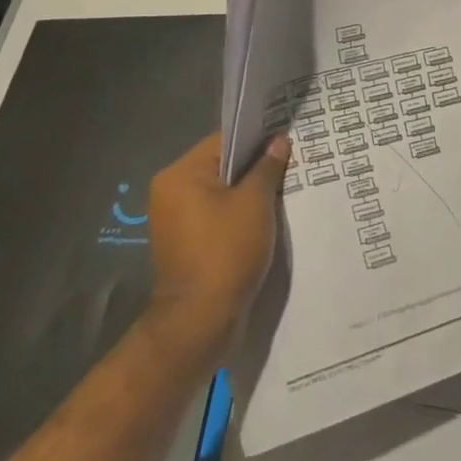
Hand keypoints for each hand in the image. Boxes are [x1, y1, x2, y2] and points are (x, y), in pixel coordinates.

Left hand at [142, 131, 289, 354]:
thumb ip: (267, 167)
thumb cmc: (226, 251)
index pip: (224, 141)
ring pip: (220, 192)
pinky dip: (237, 214)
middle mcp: (170, 191)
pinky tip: (265, 218)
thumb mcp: (255, 203)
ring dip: (248, 192)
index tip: (286, 142)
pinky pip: (216, 215)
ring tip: (281, 192)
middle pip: (221, 165)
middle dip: (254, 168)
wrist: (200, 321)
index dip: (258, 139)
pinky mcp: (184, 243)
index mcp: (180, 174)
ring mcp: (175, 220)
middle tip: (289, 166)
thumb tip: (278, 142)